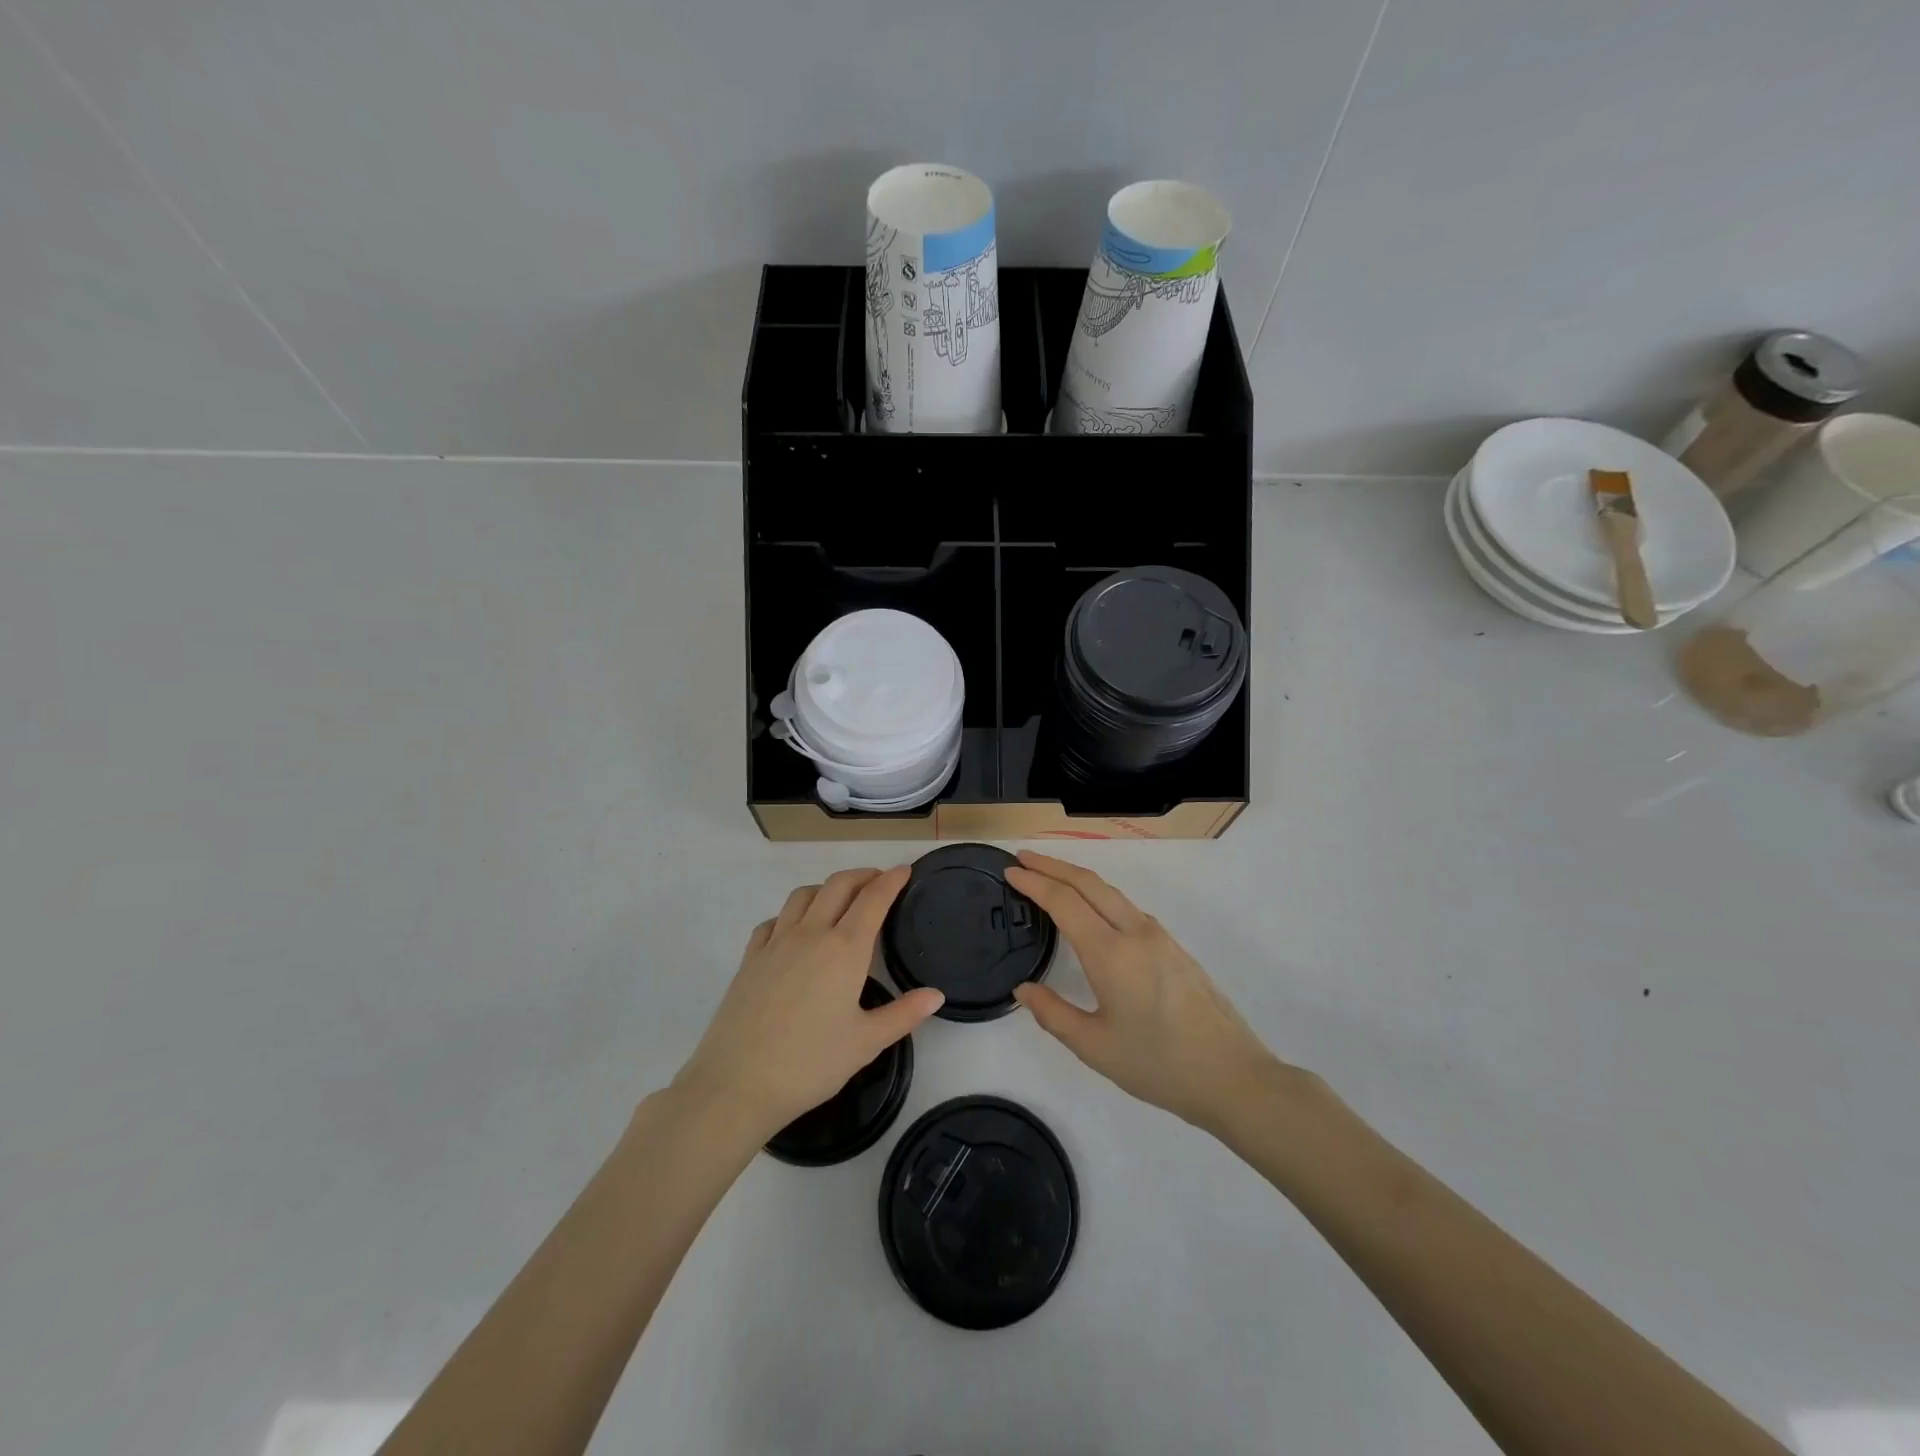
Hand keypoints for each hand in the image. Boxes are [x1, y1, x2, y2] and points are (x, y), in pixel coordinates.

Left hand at [673, 867, 943, 1141]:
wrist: (736, 1084)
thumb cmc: (810, 1064)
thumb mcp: (866, 1043)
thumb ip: (904, 1014)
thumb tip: (937, 995)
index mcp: (844, 949)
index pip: (873, 899)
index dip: (891, 880)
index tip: (904, 870)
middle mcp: (811, 934)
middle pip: (838, 885)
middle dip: (862, 875)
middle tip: (879, 880)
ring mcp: (775, 943)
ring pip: (803, 895)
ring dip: (827, 888)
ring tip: (839, 899)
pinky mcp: (750, 958)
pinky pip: (773, 920)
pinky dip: (791, 914)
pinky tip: (794, 930)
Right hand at [1007, 852, 1285, 1133]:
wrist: (1232, 1076)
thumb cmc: (1158, 1065)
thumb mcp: (1095, 1047)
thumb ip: (1053, 1014)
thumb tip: (1024, 989)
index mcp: (1111, 953)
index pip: (1065, 902)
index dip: (1034, 882)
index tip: (1010, 871)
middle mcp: (1135, 933)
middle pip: (1089, 883)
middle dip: (1054, 865)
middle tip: (1024, 858)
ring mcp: (1159, 937)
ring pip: (1111, 893)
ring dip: (1078, 878)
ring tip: (1051, 878)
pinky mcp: (1174, 948)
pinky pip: (1128, 908)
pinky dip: (1100, 896)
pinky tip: (1093, 911)